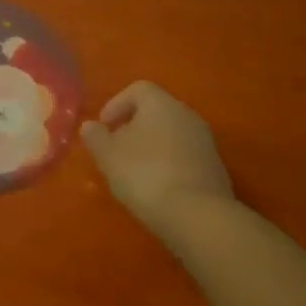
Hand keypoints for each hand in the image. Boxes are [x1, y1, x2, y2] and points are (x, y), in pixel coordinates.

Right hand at [81, 81, 235, 240]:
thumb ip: (96, 137)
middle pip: (157, 111)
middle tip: (117, 149)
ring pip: (172, 134)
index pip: (138, 89)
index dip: (117, 104)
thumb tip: (90, 126)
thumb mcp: (109, 157)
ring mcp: (205, 142)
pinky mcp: (215, 168)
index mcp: (161, 104)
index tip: (104, 126)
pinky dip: (169, 163)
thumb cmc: (145, 175)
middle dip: (134, 126)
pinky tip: (158, 186)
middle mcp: (187, 115)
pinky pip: (185, 155)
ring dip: (152, 146)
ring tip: (135, 171)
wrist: (198, 216)